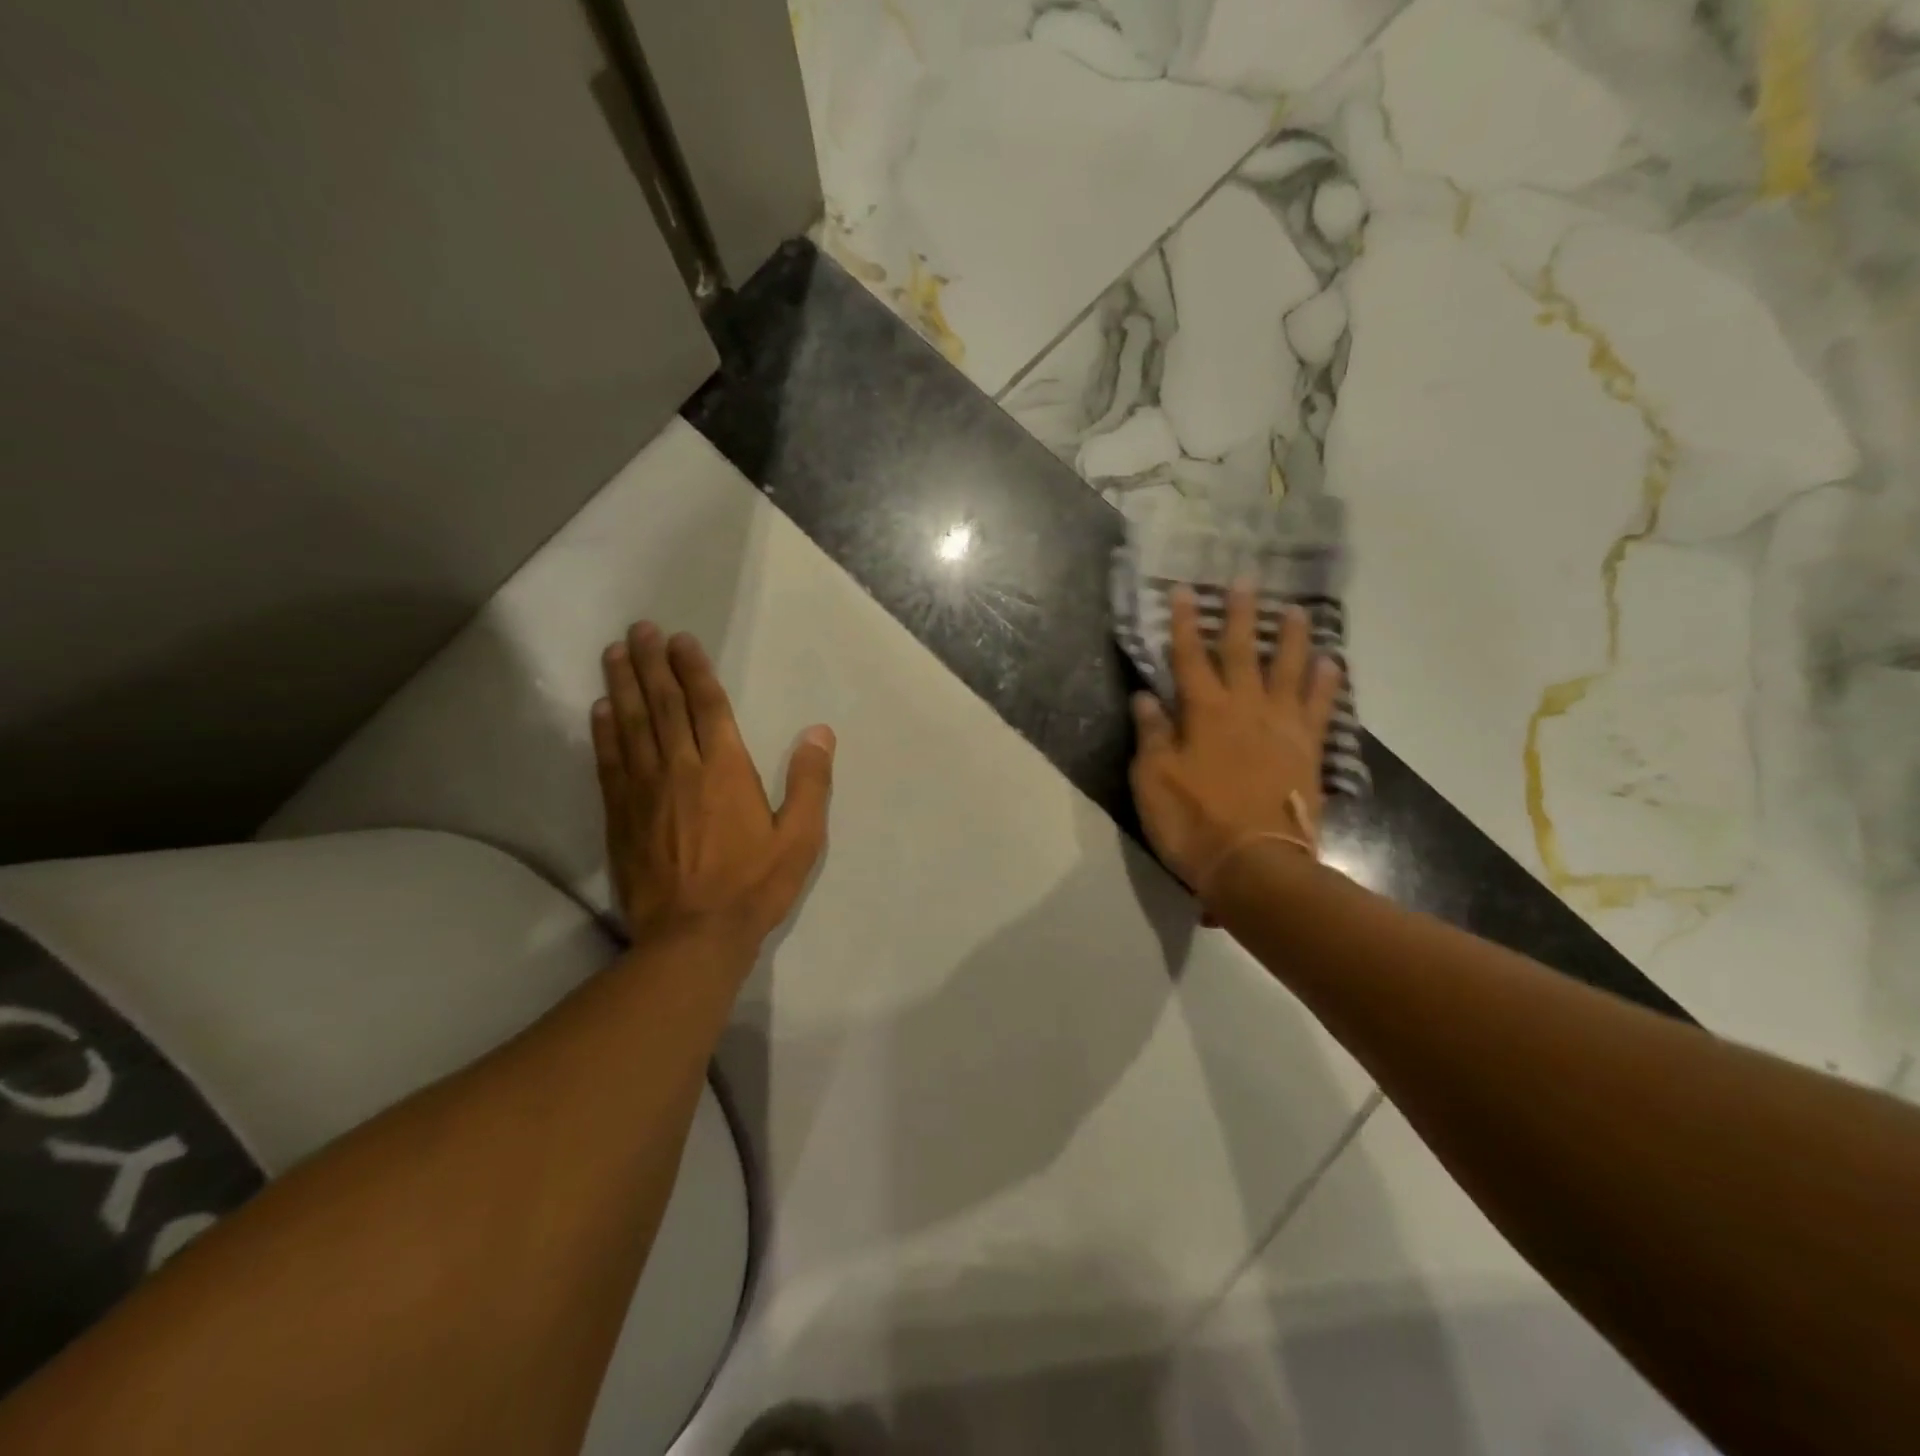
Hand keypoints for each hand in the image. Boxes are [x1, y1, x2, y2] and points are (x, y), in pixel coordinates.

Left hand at [593, 623, 834, 950]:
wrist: (693, 937)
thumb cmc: (754, 886)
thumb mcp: (801, 839)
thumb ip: (811, 783)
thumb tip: (820, 732)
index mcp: (726, 770)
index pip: (707, 707)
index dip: (693, 670)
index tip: (680, 641)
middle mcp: (681, 769)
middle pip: (664, 706)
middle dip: (652, 664)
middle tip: (639, 630)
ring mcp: (645, 791)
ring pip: (632, 725)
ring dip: (624, 685)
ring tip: (614, 652)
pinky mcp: (621, 815)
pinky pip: (610, 762)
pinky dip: (604, 731)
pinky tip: (600, 709)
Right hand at [1130, 584, 1341, 901]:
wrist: (1256, 864)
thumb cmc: (1194, 822)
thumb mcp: (1153, 780)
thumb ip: (1152, 735)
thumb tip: (1146, 697)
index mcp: (1204, 712)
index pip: (1190, 657)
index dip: (1187, 623)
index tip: (1186, 590)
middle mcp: (1246, 708)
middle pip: (1244, 652)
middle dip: (1242, 615)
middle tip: (1247, 580)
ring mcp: (1283, 728)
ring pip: (1290, 670)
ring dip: (1292, 638)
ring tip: (1297, 610)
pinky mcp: (1308, 751)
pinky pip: (1320, 707)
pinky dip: (1327, 683)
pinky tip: (1332, 664)